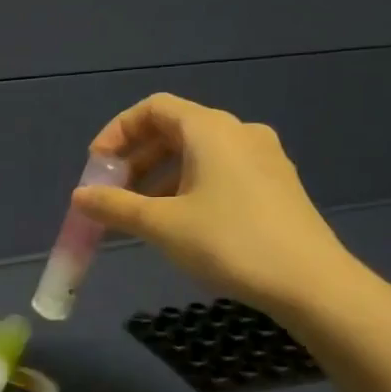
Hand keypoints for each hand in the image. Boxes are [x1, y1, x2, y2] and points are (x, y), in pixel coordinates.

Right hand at [73, 94, 359, 317]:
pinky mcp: (276, 185)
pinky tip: (180, 223)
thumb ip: (115, 206)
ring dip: (160, 177)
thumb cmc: (229, 242)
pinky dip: (189, 186)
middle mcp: (239, 132)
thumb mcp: (162, 225)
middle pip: (174, 129)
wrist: (310, 283)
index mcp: (210, 129)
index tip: (97, 167)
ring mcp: (263, 158)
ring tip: (141, 214)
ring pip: (198, 154)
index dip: (117, 132)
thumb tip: (79, 196)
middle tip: (113, 194)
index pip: (153, 108)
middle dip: (136, 159)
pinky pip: (220, 172)